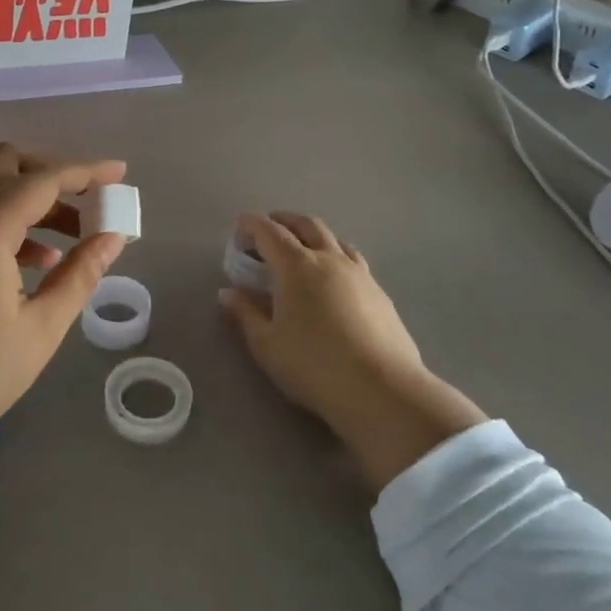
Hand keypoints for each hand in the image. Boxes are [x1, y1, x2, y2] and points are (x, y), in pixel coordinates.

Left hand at [0, 144, 127, 539]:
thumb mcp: (41, 327)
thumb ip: (80, 273)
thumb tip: (113, 237)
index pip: (42, 180)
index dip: (86, 172)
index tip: (120, 173)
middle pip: (6, 164)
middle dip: (52, 174)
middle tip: (88, 202)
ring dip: (30, 198)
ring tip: (72, 238)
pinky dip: (6, 219)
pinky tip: (36, 260)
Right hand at [219, 212, 487, 494]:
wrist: (382, 390)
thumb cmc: (314, 366)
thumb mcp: (267, 345)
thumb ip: (246, 314)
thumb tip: (228, 293)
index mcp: (296, 266)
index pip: (270, 232)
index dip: (252, 224)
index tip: (239, 224)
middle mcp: (329, 259)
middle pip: (306, 225)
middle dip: (284, 220)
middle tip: (268, 227)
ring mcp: (359, 274)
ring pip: (334, 239)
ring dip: (312, 235)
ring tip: (302, 247)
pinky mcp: (380, 293)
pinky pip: (352, 260)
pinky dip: (334, 255)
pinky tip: (332, 277)